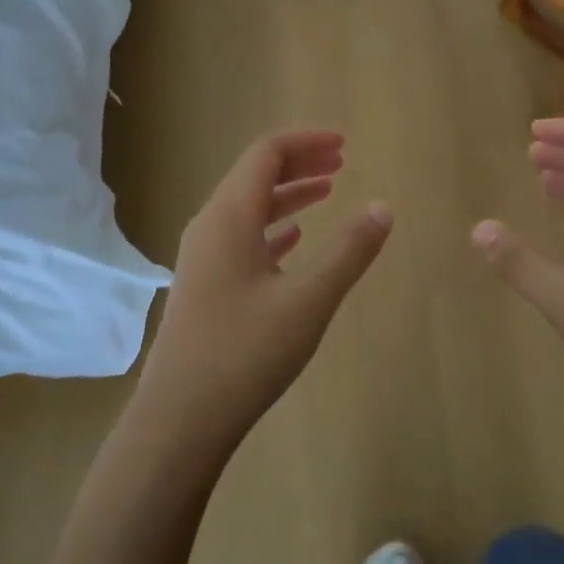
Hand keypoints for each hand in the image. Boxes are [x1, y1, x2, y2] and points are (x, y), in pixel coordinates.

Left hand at [139, 130, 391, 449]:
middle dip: (299, 163)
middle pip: (255, 175)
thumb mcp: (309, 300)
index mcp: (229, 216)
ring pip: (248, 208)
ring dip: (287, 195)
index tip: (344, 144)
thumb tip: (384, 207)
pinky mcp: (203, 286)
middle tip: (341, 163)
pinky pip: (241, 238)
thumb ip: (349, 251)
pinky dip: (272, 228)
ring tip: (327, 193)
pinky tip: (292, 241)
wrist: (179, 421)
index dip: (306, 142)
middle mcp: (210, 226)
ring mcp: (202, 258)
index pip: (266, 154)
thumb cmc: (245, 353)